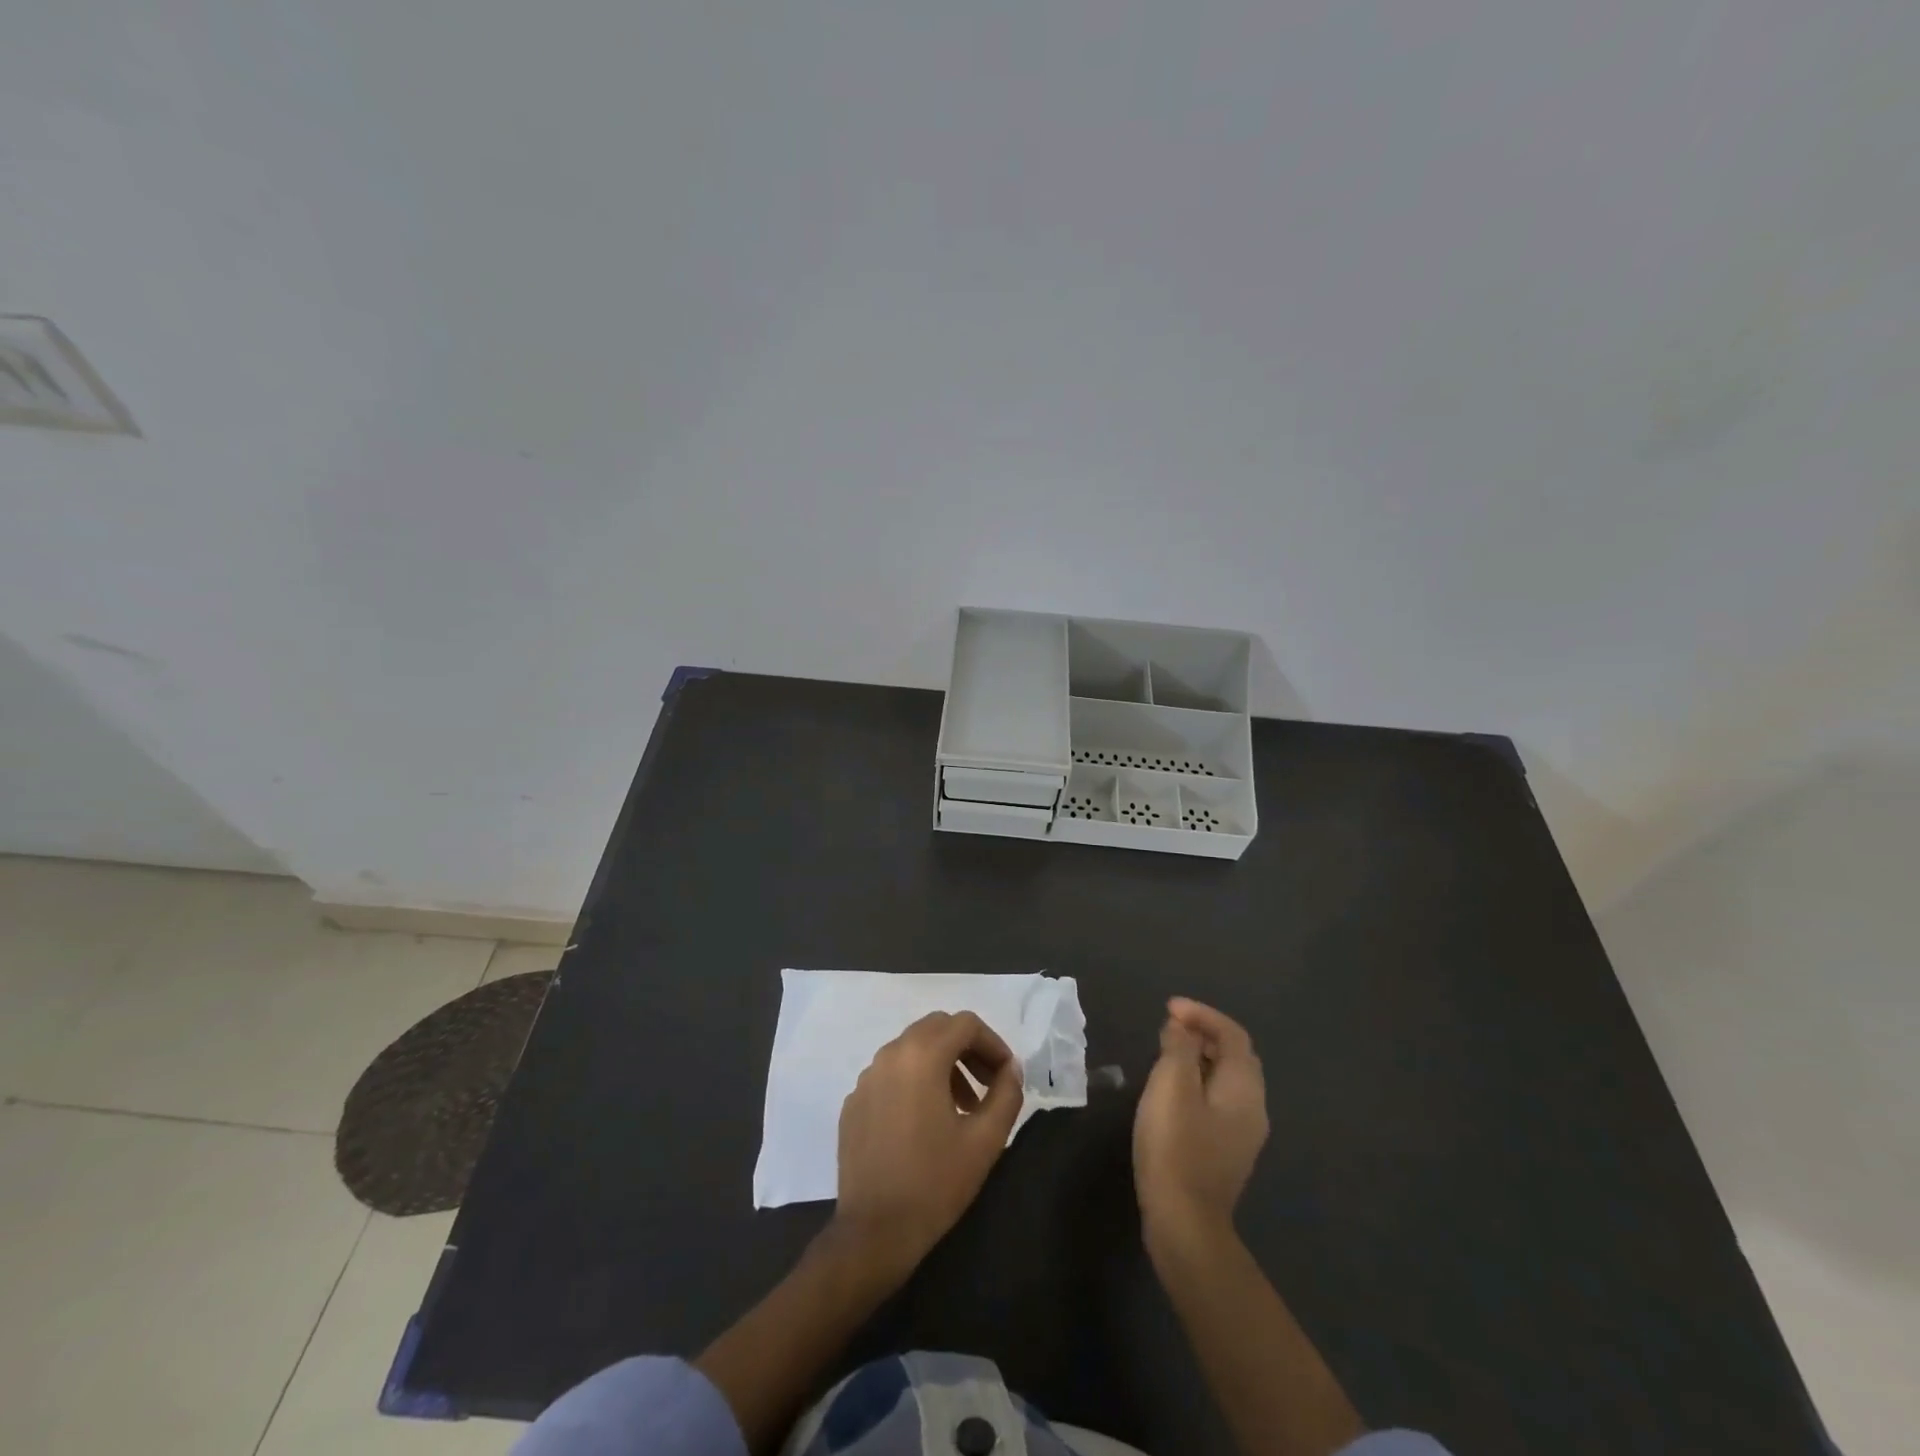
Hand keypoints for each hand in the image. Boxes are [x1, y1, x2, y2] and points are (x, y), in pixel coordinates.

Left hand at [833, 1011, 1023, 1280]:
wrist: (874, 1232)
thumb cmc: (935, 1183)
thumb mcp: (985, 1140)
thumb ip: (1006, 1094)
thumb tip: (1011, 1068)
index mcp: (922, 1055)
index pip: (965, 1023)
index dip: (993, 1043)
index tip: (1006, 1074)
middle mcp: (890, 1054)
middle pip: (936, 1028)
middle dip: (967, 1048)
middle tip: (987, 1084)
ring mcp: (867, 1077)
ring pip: (912, 1049)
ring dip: (942, 1064)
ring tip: (961, 1106)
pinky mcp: (853, 1102)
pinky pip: (890, 1074)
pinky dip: (914, 1082)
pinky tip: (924, 1122)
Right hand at [1133, 997, 1268, 1251]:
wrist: (1185, 1223)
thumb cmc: (1176, 1147)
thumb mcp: (1171, 1087)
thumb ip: (1178, 1049)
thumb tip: (1182, 1028)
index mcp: (1244, 1089)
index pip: (1233, 1035)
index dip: (1202, 1014)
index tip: (1169, 1008)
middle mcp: (1253, 1108)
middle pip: (1235, 1056)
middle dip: (1204, 1033)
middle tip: (1168, 1026)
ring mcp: (1242, 1134)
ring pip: (1227, 1079)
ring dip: (1200, 1057)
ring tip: (1166, 1051)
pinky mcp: (1226, 1151)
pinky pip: (1218, 1100)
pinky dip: (1198, 1081)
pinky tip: (1173, 1090)